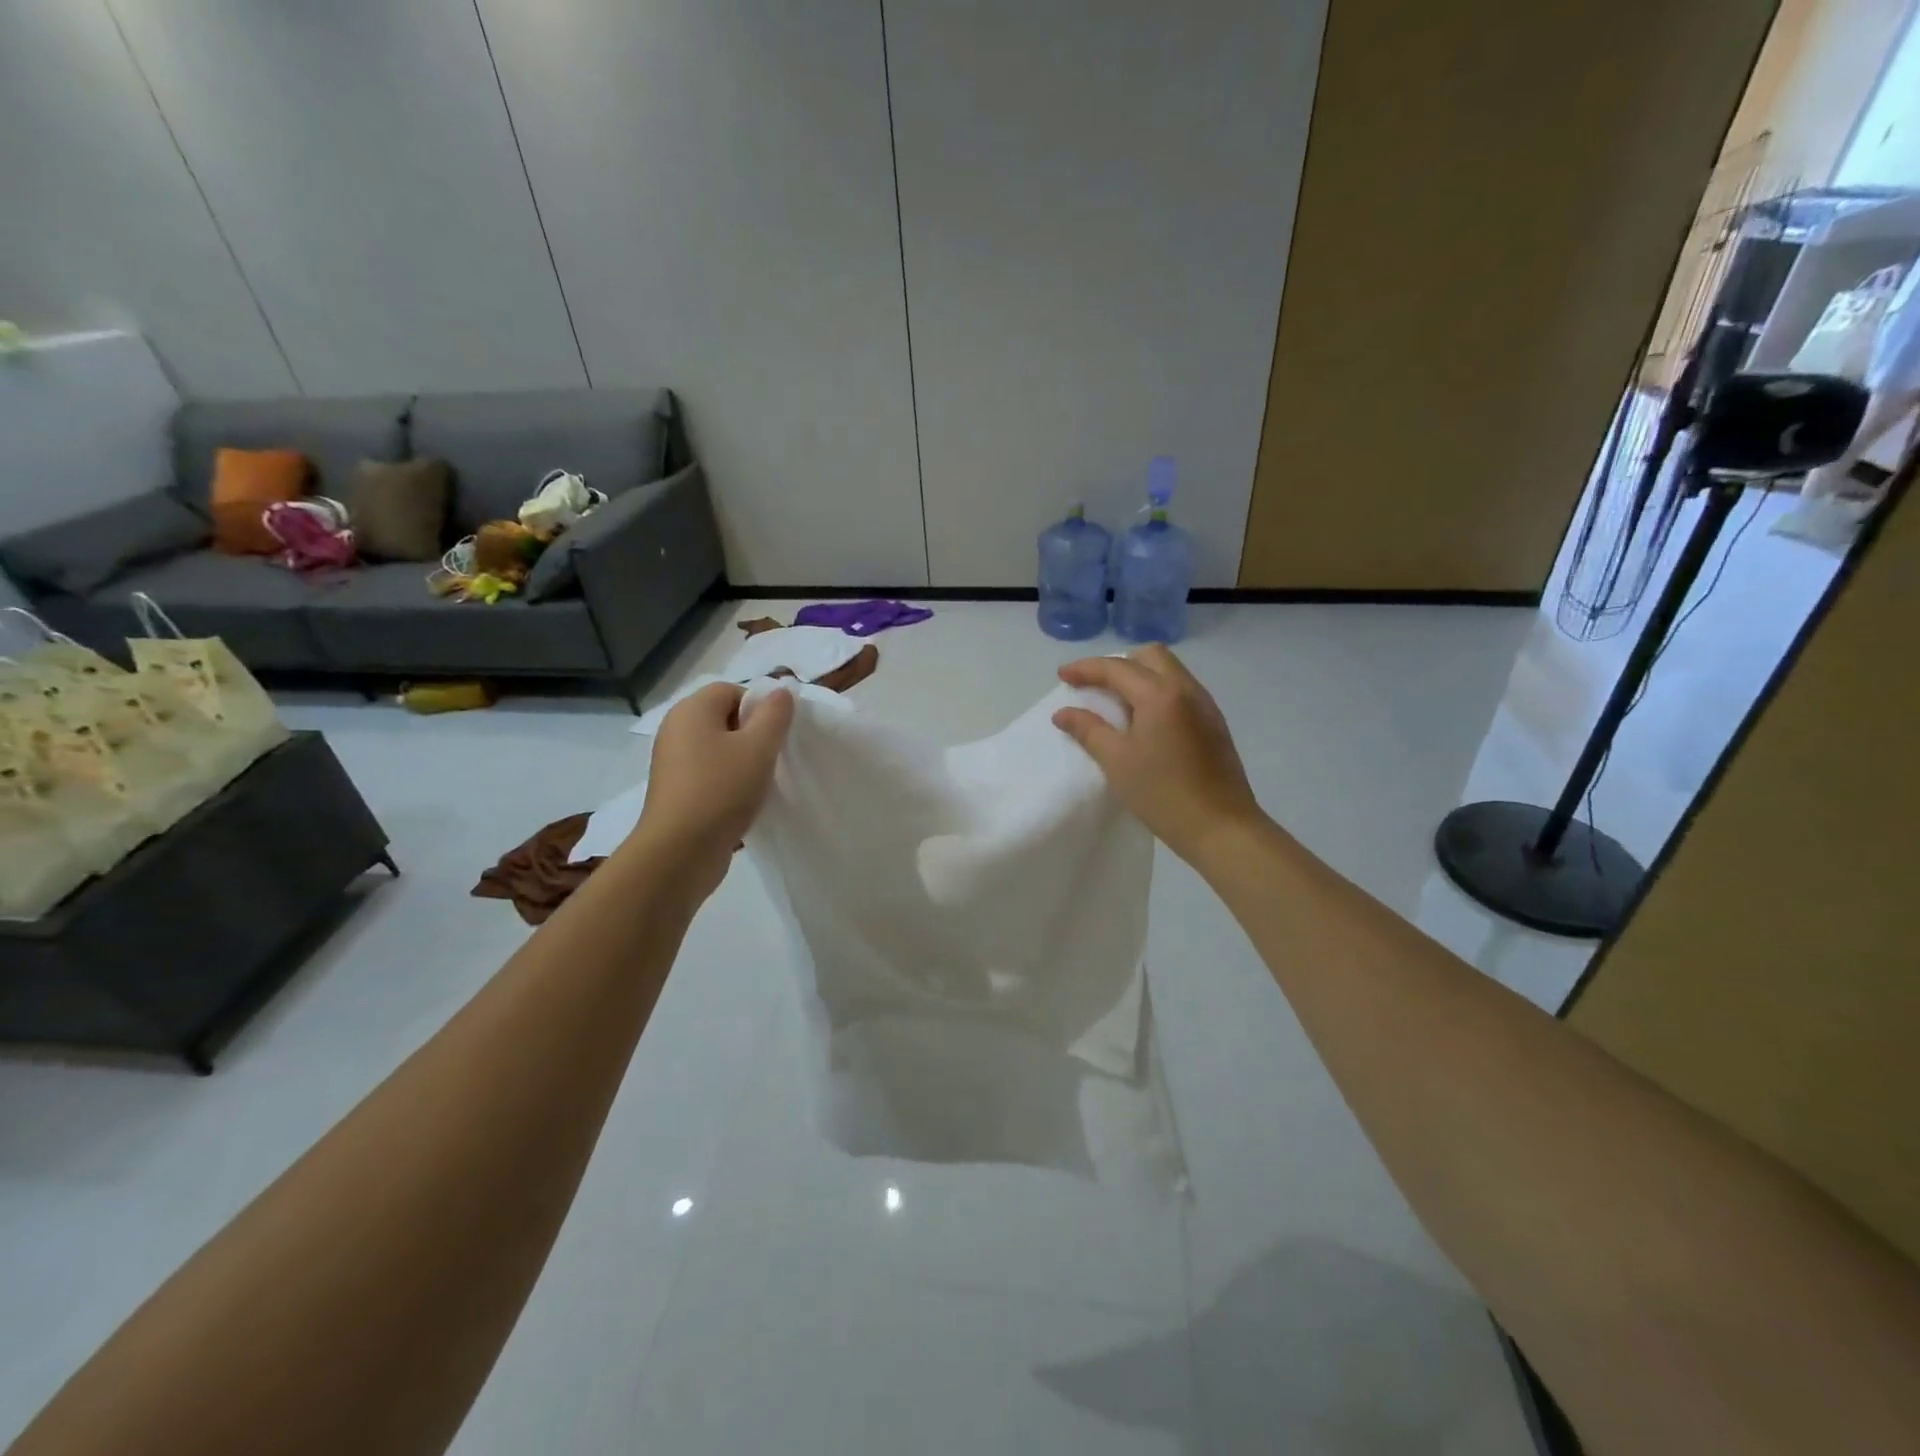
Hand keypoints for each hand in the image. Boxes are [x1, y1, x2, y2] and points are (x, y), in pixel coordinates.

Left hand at [632, 682, 794, 895]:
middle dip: (753, 735)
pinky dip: (729, 783)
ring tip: (762, 783)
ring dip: (743, 762)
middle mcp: (676, 730)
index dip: (759, 707)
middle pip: (725, 718)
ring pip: (719, 749)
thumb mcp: (759, 747)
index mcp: (692, 710)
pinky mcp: (676, 791)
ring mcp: (673, 762)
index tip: (777, 735)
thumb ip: (774, 715)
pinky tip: (745, 802)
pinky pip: (710, 774)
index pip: (732, 690)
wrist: (680, 852)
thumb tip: (781, 692)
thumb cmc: (721, 790)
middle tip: (774, 758)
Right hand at [1053, 646, 1263, 863]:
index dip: (1086, 669)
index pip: (1117, 668)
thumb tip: (1064, 712)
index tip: (1063, 676)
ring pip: (1169, 670)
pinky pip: (1181, 689)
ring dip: (1139, 675)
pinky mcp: (1213, 722)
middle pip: (1150, 656)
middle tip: (1094, 686)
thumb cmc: (1163, 794)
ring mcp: (1205, 705)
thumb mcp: (1117, 762)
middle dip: (1118, 664)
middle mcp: (1186, 689)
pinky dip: (1157, 691)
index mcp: (1160, 694)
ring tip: (1116, 702)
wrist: (1221, 827)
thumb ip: (1089, 730)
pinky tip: (1144, 720)